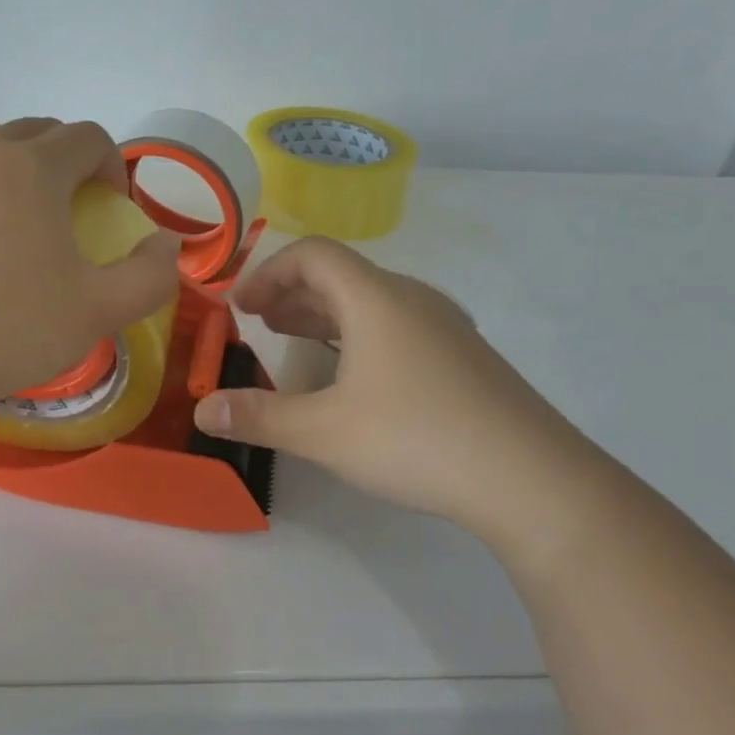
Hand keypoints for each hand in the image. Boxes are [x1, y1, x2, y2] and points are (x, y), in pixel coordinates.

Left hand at [0, 119, 181, 420]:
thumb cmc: (6, 332)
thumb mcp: (98, 312)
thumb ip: (151, 275)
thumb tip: (165, 244)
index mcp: (31, 167)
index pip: (88, 137)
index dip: (111, 167)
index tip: (110, 209)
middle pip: (37, 132)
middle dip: (65, 162)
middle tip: (67, 214)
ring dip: (15, 169)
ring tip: (15, 222)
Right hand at [193, 237, 609, 552]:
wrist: (533, 479)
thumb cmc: (417, 439)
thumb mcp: (324, 432)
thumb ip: (258, 416)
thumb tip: (202, 411)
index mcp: (376, 299)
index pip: (313, 254)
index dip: (269, 272)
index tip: (241, 307)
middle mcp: (412, 299)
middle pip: (342, 275)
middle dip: (292, 294)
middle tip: (259, 322)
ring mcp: (445, 327)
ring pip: (371, 302)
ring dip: (325, 315)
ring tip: (294, 341)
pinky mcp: (464, 357)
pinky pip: (397, 325)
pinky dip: (359, 334)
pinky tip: (354, 375)